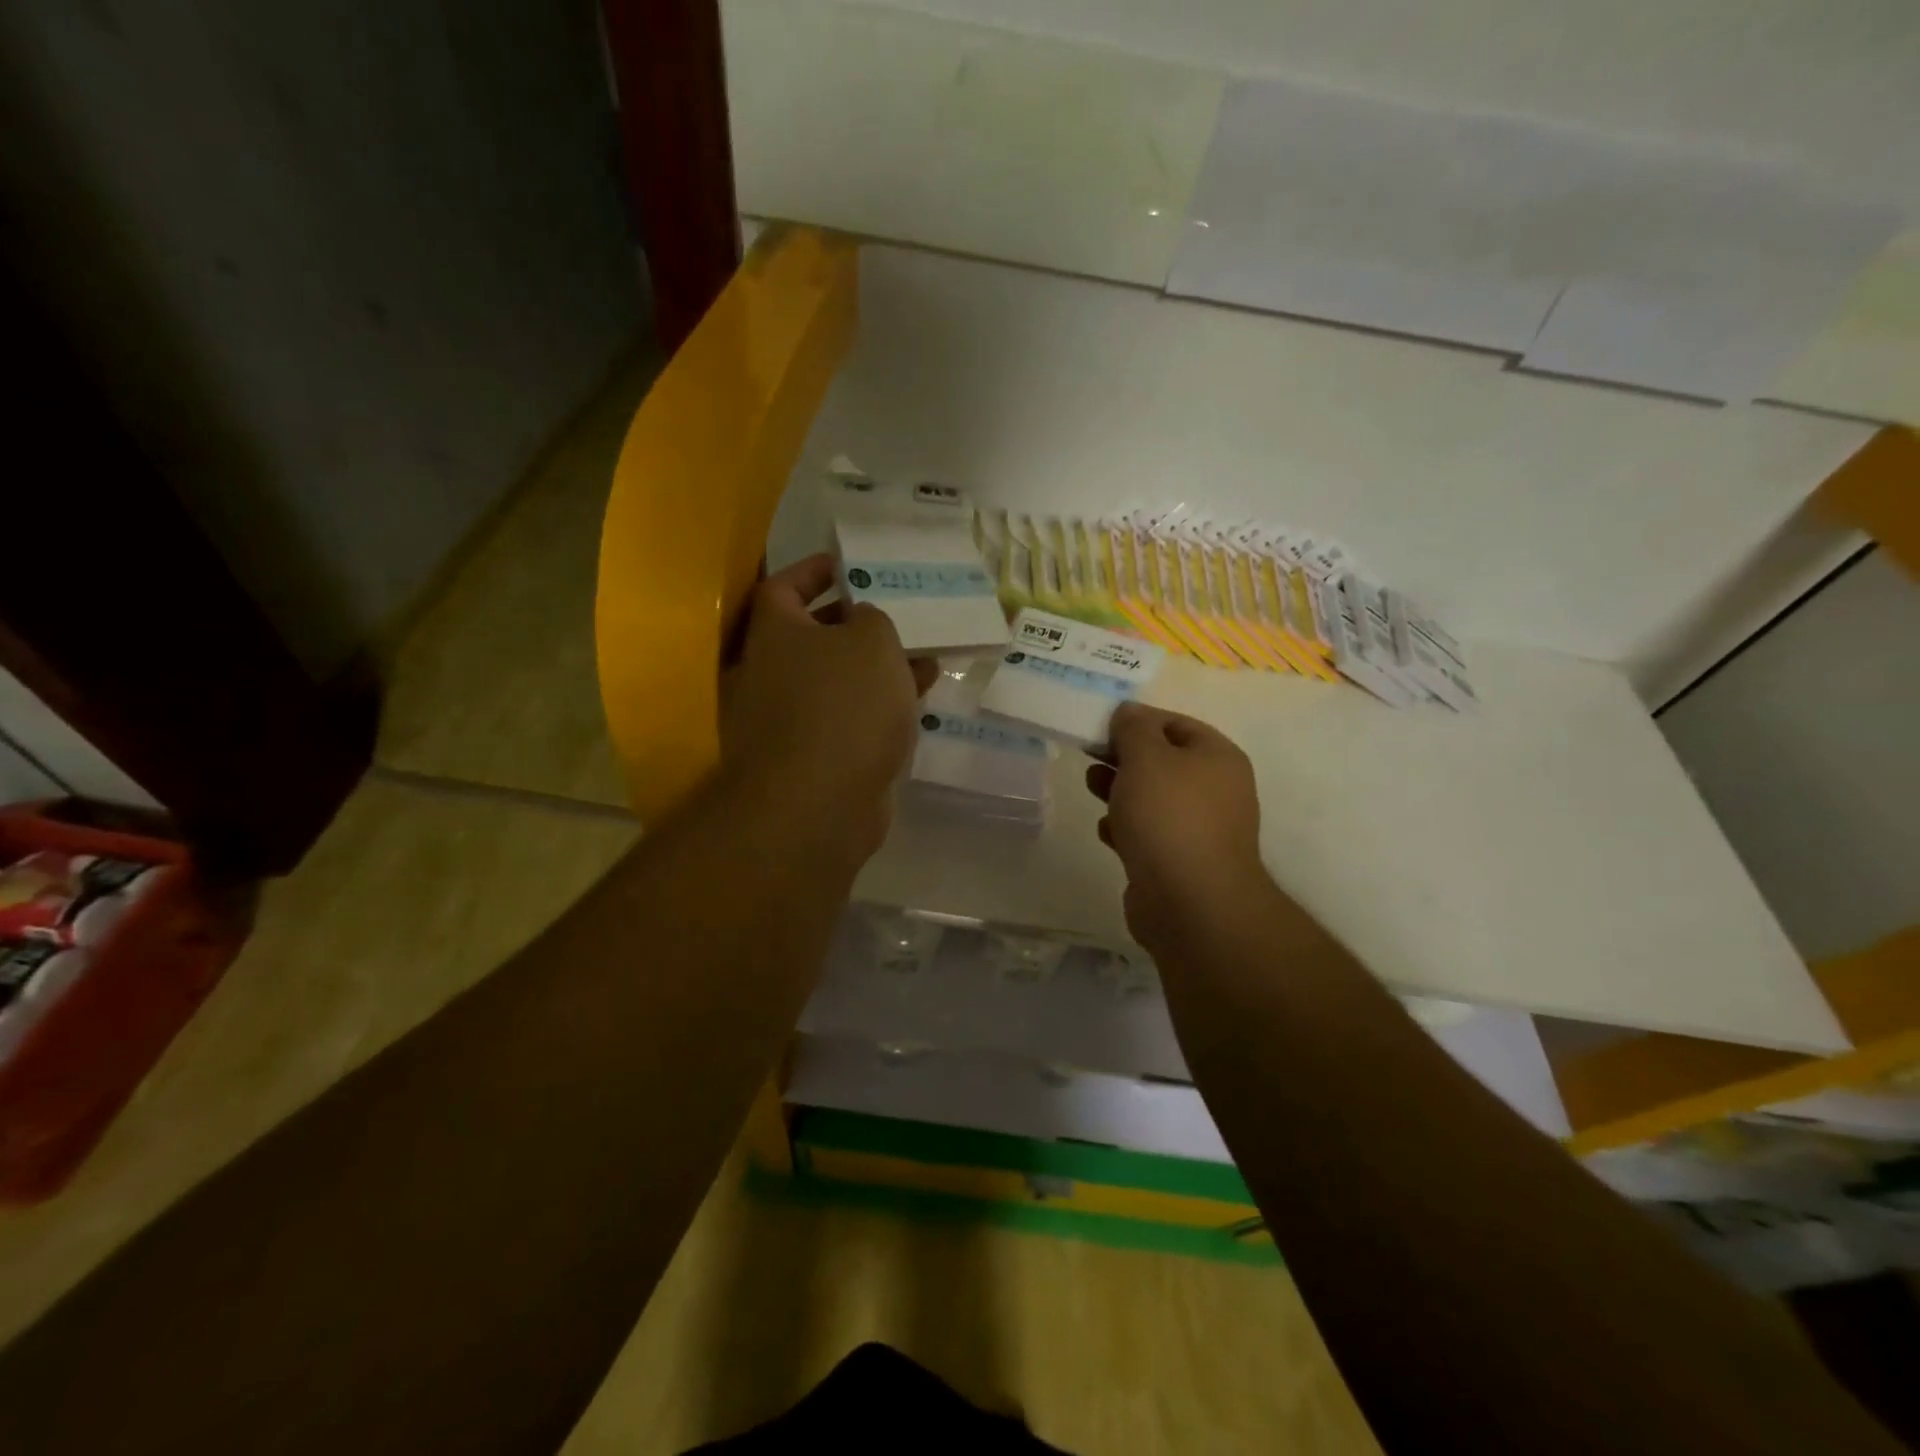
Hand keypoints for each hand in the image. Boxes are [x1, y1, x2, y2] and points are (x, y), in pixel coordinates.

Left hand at [721, 554, 935, 866]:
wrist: (817, 805)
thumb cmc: (843, 705)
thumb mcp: (872, 641)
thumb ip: (874, 618)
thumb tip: (865, 623)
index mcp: (773, 635)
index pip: (782, 587)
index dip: (814, 571)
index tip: (847, 566)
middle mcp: (769, 674)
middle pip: (813, 636)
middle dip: (858, 624)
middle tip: (898, 614)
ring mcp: (788, 720)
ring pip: (836, 680)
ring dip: (877, 668)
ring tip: (926, 657)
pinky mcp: (812, 758)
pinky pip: (846, 718)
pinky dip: (876, 707)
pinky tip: (915, 703)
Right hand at [1086, 703, 1266, 954]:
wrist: (1190, 903)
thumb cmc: (1168, 817)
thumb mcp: (1146, 757)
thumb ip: (1134, 728)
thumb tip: (1129, 712)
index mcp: (1217, 757)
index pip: (1174, 723)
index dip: (1137, 720)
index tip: (1100, 727)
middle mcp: (1216, 789)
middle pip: (1163, 761)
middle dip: (1124, 757)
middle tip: (1090, 756)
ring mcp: (1200, 829)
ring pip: (1154, 799)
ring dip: (1121, 791)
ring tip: (1092, 788)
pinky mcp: (1181, 862)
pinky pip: (1150, 834)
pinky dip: (1128, 829)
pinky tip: (1108, 832)